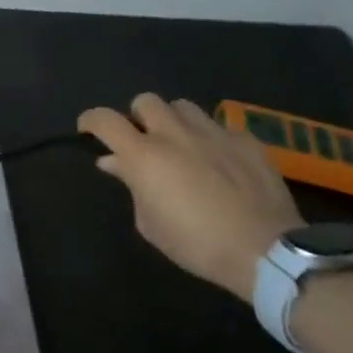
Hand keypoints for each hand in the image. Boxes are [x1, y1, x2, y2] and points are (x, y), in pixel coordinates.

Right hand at [79, 95, 302, 300]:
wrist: (264, 251)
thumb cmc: (196, 243)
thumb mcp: (150, 223)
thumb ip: (131, 186)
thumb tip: (115, 163)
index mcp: (144, 155)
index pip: (105, 120)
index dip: (90, 120)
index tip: (88, 130)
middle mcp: (175, 134)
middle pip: (145, 101)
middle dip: (138, 117)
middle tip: (144, 140)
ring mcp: (213, 133)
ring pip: (183, 106)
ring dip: (174, 121)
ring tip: (181, 143)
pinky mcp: (246, 141)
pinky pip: (221, 127)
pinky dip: (212, 139)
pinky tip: (220, 160)